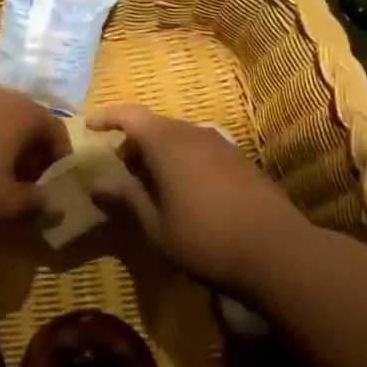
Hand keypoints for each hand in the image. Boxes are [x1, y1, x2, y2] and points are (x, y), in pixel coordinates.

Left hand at [0, 87, 71, 221]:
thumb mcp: (6, 201)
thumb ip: (35, 202)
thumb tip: (53, 205)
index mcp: (26, 112)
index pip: (57, 131)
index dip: (60, 159)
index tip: (54, 184)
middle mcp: (2, 95)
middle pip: (29, 122)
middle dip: (33, 153)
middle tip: (29, 182)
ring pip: (2, 120)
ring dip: (7, 146)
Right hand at [85, 104, 308, 291]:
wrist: (276, 250)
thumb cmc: (205, 239)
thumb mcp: (155, 226)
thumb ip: (126, 198)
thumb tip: (98, 182)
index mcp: (167, 143)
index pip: (130, 116)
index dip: (108, 117)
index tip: (89, 127)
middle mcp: (193, 133)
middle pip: (155, 126)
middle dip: (133, 143)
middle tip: (119, 170)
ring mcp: (221, 144)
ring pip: (179, 137)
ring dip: (159, 153)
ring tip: (150, 184)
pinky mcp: (240, 160)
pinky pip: (200, 149)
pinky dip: (182, 160)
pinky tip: (184, 191)